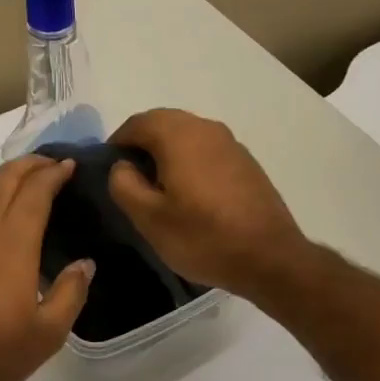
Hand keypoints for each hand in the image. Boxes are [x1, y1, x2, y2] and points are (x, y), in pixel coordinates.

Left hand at [0, 156, 93, 380]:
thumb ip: (71, 294)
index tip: (68, 166)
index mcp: (12, 243)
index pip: (35, 192)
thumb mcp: (47, 333)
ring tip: (16, 183)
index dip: (53, 174)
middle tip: (47, 163)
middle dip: (27, 165)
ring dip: (0, 180)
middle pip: (3, 182)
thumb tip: (84, 265)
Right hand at [107, 110, 308, 299]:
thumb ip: (124, 185)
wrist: (269, 257)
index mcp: (178, 135)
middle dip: (142, 145)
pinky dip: (190, 161)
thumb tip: (122, 166)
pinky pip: (207, 150)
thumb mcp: (149, 218)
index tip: (109, 171)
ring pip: (187, 135)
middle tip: (131, 180)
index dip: (117, 143)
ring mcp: (231, 143)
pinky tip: (190, 194)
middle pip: (163, 123)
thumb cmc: (203, 237)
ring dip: (167, 153)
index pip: (136, 123)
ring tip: (158, 188)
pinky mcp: (246, 162)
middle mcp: (206, 128)